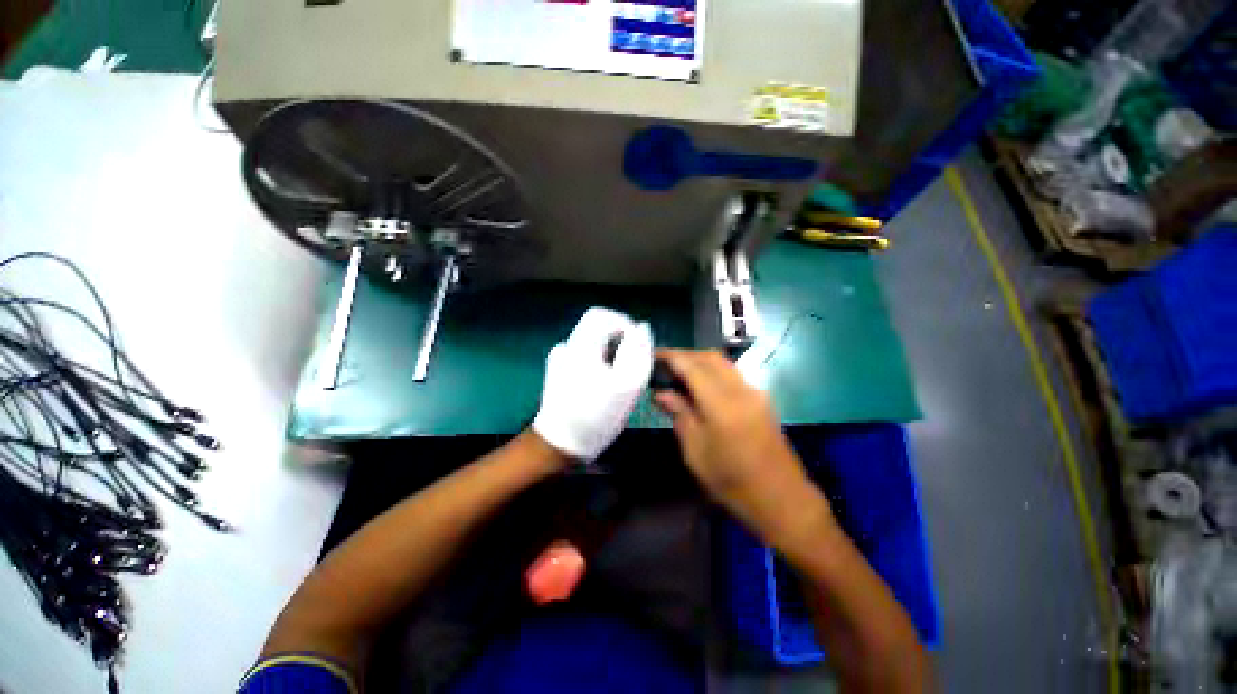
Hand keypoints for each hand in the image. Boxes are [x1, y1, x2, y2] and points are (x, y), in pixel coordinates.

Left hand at [533, 308, 653, 460]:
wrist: (560, 444)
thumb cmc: (596, 415)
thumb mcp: (627, 384)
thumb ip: (639, 352)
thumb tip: (643, 327)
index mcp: (580, 344)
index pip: (602, 314)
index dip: (624, 325)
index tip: (636, 348)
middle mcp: (568, 345)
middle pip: (599, 328)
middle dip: (619, 343)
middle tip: (629, 369)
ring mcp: (560, 359)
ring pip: (594, 343)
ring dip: (611, 355)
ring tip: (617, 381)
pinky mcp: (559, 371)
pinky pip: (585, 356)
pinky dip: (599, 364)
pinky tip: (601, 386)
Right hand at [653, 350, 831, 544]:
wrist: (782, 499)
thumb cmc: (731, 481)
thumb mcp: (696, 452)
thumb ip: (680, 415)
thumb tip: (662, 393)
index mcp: (721, 404)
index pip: (692, 367)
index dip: (671, 356)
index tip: (653, 354)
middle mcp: (741, 390)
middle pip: (710, 357)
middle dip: (685, 355)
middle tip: (664, 363)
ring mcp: (755, 393)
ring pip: (723, 363)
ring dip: (700, 361)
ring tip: (679, 372)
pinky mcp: (762, 400)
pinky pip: (732, 375)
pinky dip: (713, 372)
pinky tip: (700, 386)